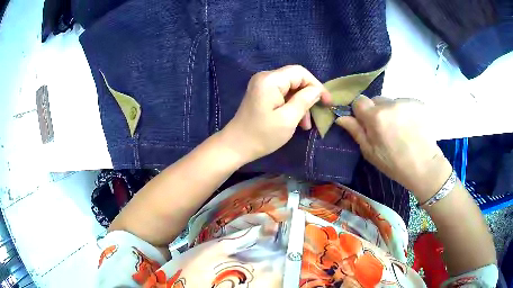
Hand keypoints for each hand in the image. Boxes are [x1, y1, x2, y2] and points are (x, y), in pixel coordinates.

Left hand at [220, 65, 330, 162]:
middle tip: (318, 113)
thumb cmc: (262, 135)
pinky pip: (282, 94)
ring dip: (301, 103)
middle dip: (309, 95)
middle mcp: (265, 77)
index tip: (327, 102)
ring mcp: (262, 85)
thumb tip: (317, 90)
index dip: (316, 85)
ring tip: (306, 124)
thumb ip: (305, 100)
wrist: (236, 146)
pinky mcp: (261, 94)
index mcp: (270, 80)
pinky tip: (297, 121)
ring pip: (290, 88)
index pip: (300, 73)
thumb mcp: (288, 119)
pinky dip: (292, 105)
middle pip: (295, 79)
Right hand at [336, 96, 451, 201]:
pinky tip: (411, 127)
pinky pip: (405, 104)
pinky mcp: (418, 103)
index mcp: (376, 117)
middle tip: (386, 130)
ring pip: (391, 102)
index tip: (368, 125)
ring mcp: (406, 102)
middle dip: (377, 111)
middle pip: (376, 100)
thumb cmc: (394, 164)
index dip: (361, 112)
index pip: (360, 101)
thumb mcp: (370, 152)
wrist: (425, 166)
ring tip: (401, 130)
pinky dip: (405, 112)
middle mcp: (390, 103)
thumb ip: (356, 131)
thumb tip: (341, 117)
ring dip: (392, 112)